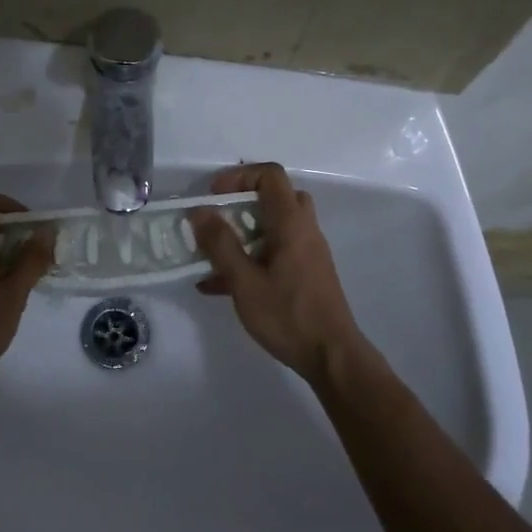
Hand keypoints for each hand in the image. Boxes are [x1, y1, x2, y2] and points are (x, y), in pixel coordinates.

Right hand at [190, 163, 366, 382]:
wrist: (331, 356)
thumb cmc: (287, 315)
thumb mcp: (244, 281)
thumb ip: (220, 244)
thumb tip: (200, 211)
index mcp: (291, 223)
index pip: (270, 175)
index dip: (239, 176)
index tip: (213, 197)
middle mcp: (304, 230)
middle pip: (275, 196)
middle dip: (240, 203)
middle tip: (217, 220)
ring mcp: (307, 253)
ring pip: (274, 226)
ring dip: (242, 233)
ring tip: (210, 256)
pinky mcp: (305, 274)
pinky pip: (275, 252)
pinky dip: (250, 257)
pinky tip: (218, 286)